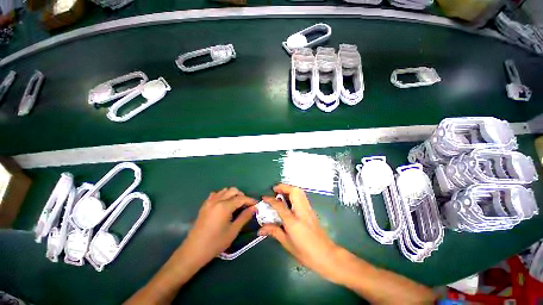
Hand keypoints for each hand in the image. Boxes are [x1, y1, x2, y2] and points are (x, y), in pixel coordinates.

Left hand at [182, 187, 256, 268]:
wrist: (193, 251)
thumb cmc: (215, 243)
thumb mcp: (233, 231)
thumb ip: (244, 217)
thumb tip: (254, 208)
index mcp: (225, 206)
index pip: (241, 198)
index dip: (250, 200)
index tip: (256, 204)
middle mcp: (217, 200)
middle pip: (233, 190)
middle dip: (242, 195)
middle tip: (246, 205)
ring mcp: (209, 202)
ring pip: (224, 190)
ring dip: (232, 194)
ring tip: (236, 204)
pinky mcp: (204, 205)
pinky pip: (216, 194)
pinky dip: (222, 195)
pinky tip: (224, 204)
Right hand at [258, 184, 341, 282]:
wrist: (327, 256)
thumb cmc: (306, 253)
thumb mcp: (287, 244)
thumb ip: (274, 232)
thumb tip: (261, 229)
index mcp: (293, 221)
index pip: (280, 205)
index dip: (271, 200)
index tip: (264, 197)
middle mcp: (302, 212)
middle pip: (294, 191)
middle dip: (284, 187)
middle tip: (275, 190)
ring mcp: (308, 210)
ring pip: (300, 192)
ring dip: (290, 189)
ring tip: (281, 193)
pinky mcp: (311, 211)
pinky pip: (302, 197)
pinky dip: (295, 194)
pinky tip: (289, 200)